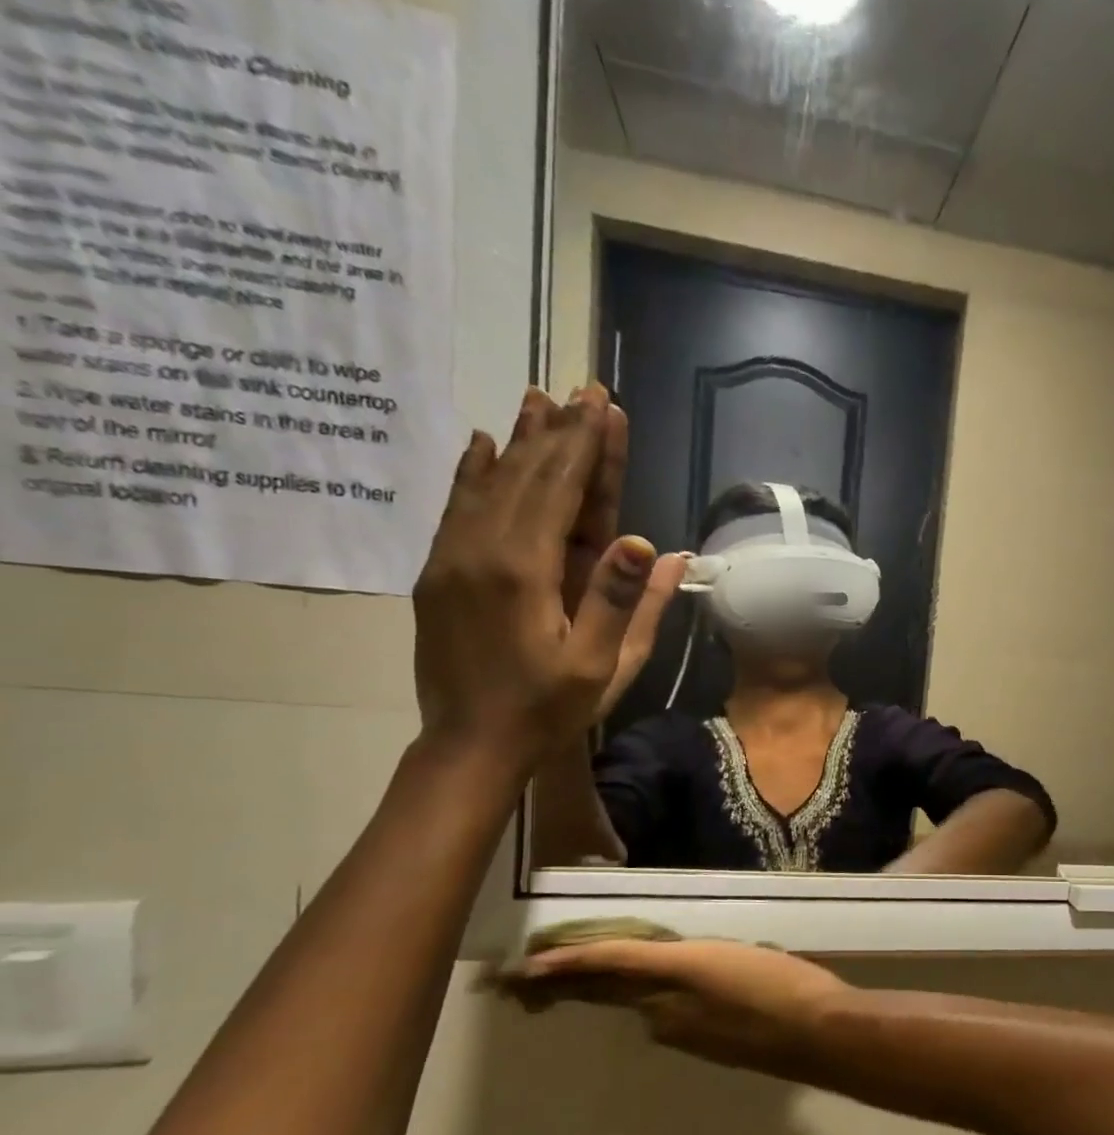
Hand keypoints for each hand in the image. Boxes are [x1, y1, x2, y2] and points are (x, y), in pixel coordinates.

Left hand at [413, 385, 667, 768]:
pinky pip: (457, 506)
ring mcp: (452, 558)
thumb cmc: (547, 710)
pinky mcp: (438, 572)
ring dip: (520, 440)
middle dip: (559, 431)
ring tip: (538, 397)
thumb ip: (623, 602)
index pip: (561, 490)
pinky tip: (482, 443)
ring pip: (489, 482)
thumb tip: (654, 545)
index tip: (603, 404)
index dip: (585, 446)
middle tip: (582, 389)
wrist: (469, 745)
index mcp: (525, 571)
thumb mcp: (601, 666)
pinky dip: (473, 471)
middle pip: (526, 475)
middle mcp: (481, 550)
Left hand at [507, 938, 849, 1075]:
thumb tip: (668, 966)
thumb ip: (694, 958)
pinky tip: (659, 994)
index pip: (610, 964)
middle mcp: (664, 1010)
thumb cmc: (780, 981)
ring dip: (608, 990)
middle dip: (568, 984)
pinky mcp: (700, 1048)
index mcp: (673, 976)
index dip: (570, 961)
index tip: (529, 965)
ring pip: (636, 1003)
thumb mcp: (736, 952)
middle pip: (609, 991)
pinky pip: (662, 1017)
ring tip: (591, 977)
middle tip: (530, 981)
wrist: (813, 1033)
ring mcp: (680, 1033)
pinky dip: (647, 1004)